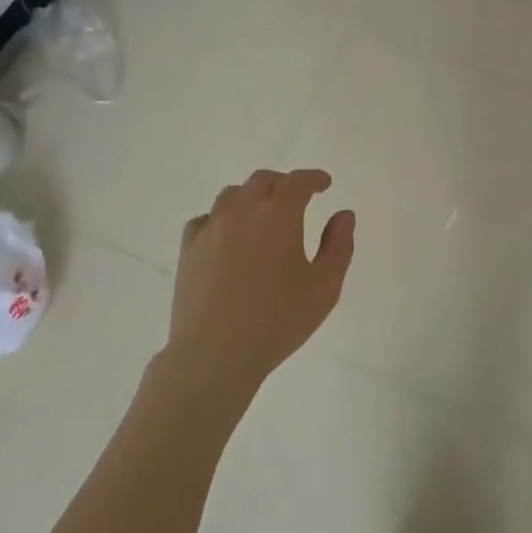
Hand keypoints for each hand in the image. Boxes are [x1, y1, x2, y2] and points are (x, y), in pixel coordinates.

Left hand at [159, 169, 355, 403]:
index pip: (298, 182)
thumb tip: (343, 215)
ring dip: (251, 198)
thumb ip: (338, 246)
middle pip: (262, 181)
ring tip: (261, 216)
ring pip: (231, 195)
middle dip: (283, 184)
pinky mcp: (188, 248)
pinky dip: (222, 219)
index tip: (324, 184)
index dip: (314, 178)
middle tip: (296, 198)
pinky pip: (206, 219)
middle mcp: (242, 211)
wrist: (214, 353)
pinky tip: (227, 238)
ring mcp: (211, 228)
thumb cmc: (277, 322)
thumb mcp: (324, 287)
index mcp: (278, 216)